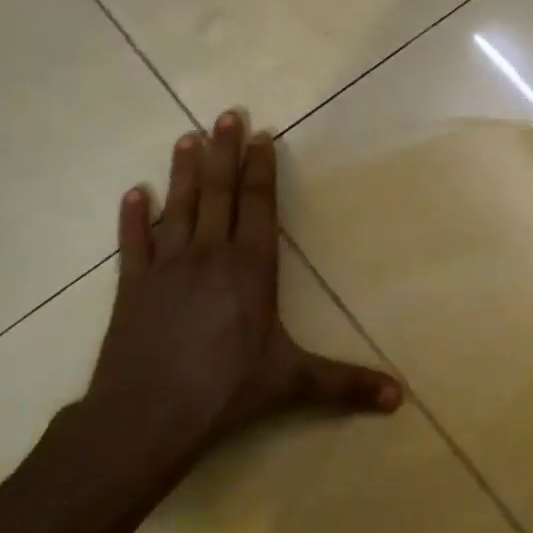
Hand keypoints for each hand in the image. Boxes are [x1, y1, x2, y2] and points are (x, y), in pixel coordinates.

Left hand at [79, 113, 400, 473]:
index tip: (260, 135)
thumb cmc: (225, 391)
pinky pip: (133, 244)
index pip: (258, 205)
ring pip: (179, 208)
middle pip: (219, 193)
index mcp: (250, 268)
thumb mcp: (292, 383)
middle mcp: (209, 255)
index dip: (260, 168)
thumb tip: (400, 399)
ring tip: (188, 138)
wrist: (145, 418)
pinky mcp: (132, 287)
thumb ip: (345, 384)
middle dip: (225, 152)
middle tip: (226, 114)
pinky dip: (133, 218)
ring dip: (184, 172)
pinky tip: (133, 194)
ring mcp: (166, 268)